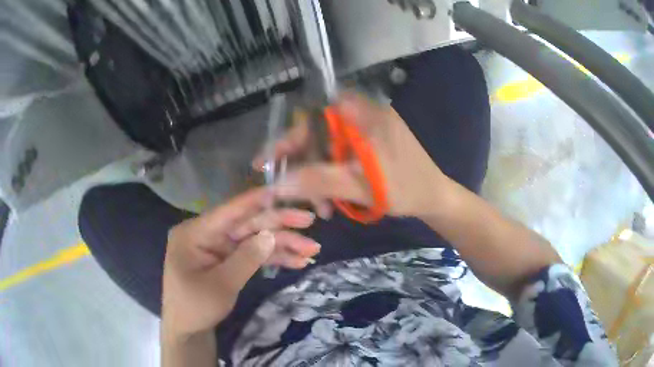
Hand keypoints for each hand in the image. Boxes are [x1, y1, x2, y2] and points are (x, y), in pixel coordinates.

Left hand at [162, 188, 320, 337]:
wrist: (188, 330)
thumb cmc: (195, 307)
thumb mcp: (220, 285)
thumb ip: (246, 258)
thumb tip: (271, 235)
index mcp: (195, 232)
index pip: (230, 210)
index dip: (258, 200)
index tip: (284, 190)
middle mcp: (208, 234)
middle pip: (247, 224)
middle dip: (279, 225)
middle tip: (309, 221)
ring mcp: (219, 247)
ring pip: (254, 239)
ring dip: (282, 245)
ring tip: (312, 249)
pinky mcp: (228, 259)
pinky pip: (253, 254)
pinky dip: (274, 259)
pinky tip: (297, 261)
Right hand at [253, 93, 450, 218]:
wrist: (435, 197)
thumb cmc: (405, 188)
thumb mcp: (359, 185)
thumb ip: (317, 181)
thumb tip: (277, 183)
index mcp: (362, 113)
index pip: (311, 117)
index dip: (286, 139)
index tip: (266, 162)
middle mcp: (362, 113)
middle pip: (317, 134)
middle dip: (304, 166)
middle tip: (293, 194)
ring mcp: (366, 128)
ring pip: (328, 148)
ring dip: (319, 177)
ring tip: (321, 208)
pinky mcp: (369, 142)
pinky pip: (341, 155)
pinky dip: (333, 175)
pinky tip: (333, 198)